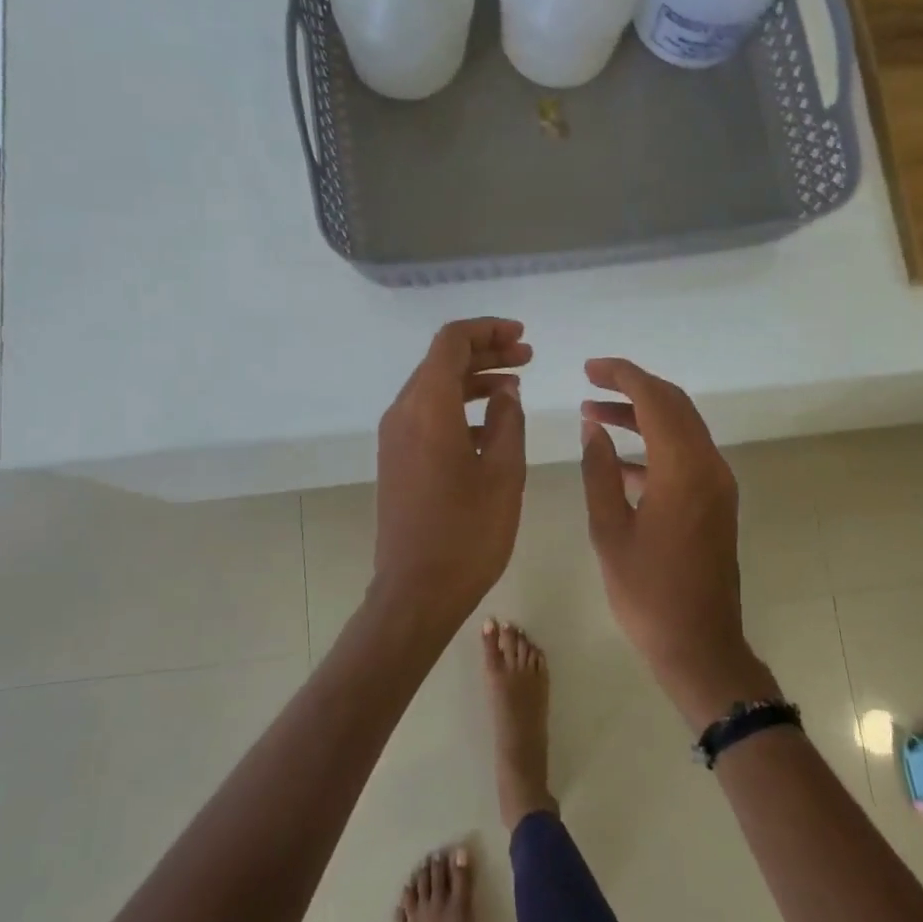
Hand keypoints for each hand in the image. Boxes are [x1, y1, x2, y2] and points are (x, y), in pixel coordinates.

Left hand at [373, 318, 531, 632]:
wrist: (416, 590)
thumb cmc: (467, 533)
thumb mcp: (503, 472)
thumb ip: (508, 421)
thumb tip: (506, 391)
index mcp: (427, 407)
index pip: (451, 342)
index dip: (488, 331)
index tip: (522, 338)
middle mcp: (402, 413)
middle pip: (441, 362)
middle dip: (485, 352)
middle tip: (527, 357)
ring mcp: (394, 438)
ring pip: (433, 388)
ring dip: (473, 380)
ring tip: (515, 386)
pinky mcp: (396, 459)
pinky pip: (426, 415)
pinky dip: (458, 407)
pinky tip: (491, 426)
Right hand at [580, 358, 777, 730]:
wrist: (700, 645)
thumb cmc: (647, 593)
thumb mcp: (609, 530)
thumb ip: (600, 471)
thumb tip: (594, 426)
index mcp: (683, 470)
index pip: (655, 399)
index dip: (622, 376)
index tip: (589, 368)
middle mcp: (709, 467)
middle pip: (675, 405)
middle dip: (633, 387)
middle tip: (591, 383)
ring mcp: (718, 485)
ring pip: (681, 428)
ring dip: (642, 416)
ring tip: (595, 416)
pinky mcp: (717, 503)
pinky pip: (686, 456)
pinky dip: (654, 446)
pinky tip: (619, 459)